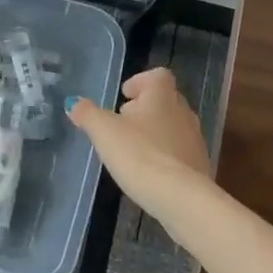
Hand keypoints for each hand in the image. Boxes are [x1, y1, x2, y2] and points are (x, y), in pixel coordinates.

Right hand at [65, 67, 212, 215]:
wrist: (179, 197)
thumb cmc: (139, 154)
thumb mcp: (104, 131)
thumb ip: (87, 114)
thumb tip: (73, 102)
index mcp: (161, 96)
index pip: (157, 75)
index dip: (140, 81)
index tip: (124, 95)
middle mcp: (183, 112)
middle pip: (165, 100)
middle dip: (145, 108)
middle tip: (123, 123)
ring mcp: (194, 139)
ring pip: (173, 126)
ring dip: (155, 132)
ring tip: (133, 149)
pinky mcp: (199, 164)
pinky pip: (179, 151)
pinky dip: (164, 154)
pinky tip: (149, 171)